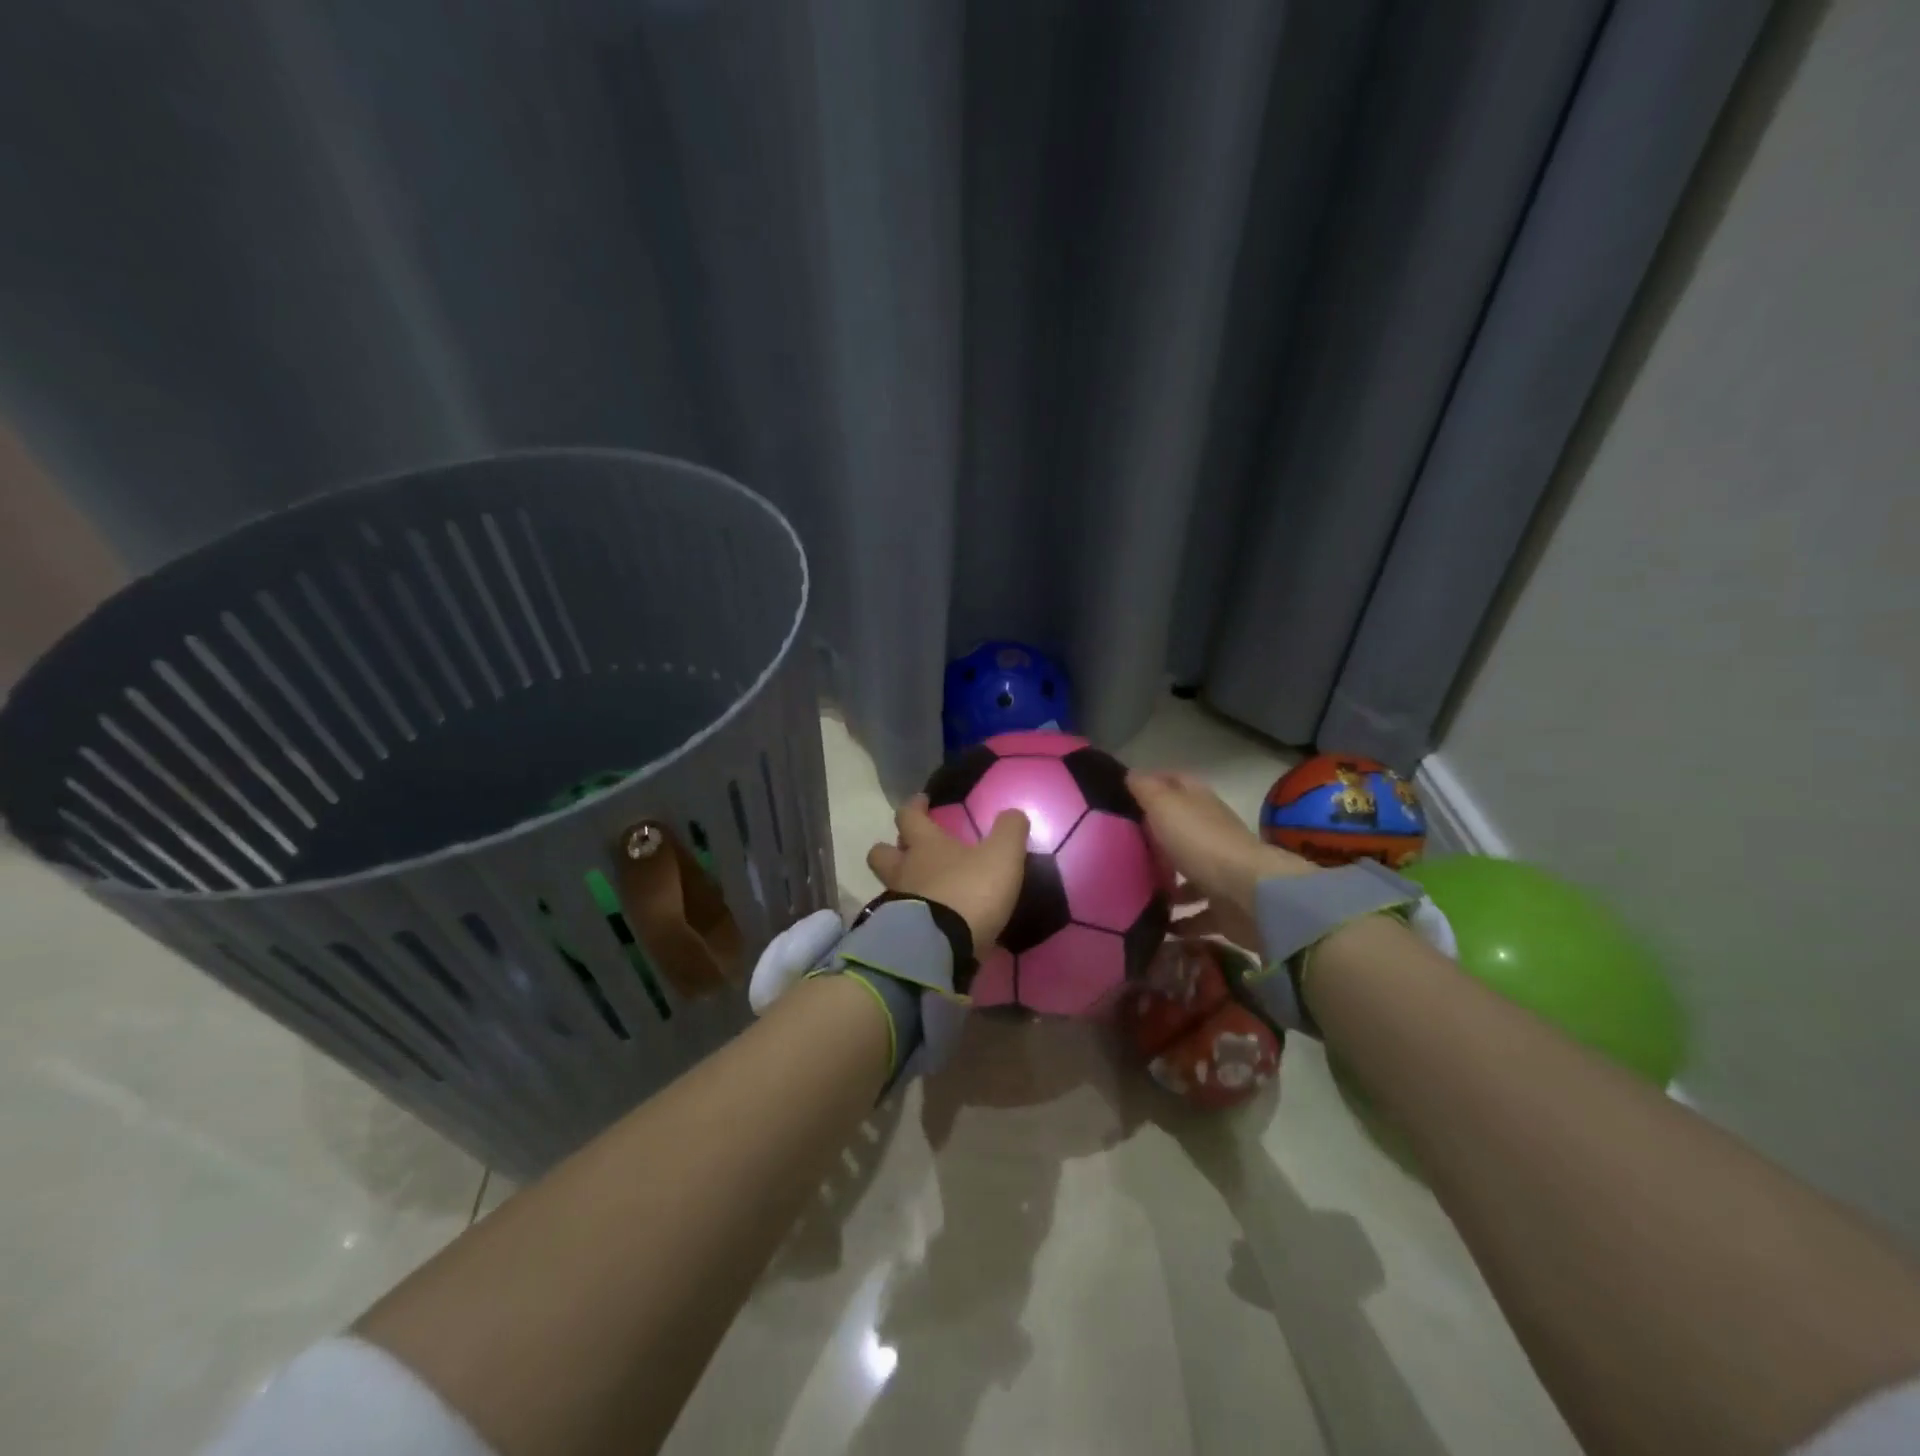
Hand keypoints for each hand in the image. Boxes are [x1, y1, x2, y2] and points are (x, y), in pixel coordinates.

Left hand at [866, 795, 1029, 948]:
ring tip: (922, 889)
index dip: (914, 807)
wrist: (940, 948)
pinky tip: (928, 921)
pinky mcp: (898, 936)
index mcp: (924, 845)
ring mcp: (896, 905)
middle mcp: (904, 871)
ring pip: (888, 886)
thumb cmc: (969, 892)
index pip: (909, 816)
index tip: (921, 801)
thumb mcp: (1001, 856)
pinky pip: (898, 918)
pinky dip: (909, 916)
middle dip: (891, 848)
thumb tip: (1013, 814)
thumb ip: (1009, 831)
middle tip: (908, 848)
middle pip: (881, 853)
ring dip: (901, 884)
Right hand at [1127, 771, 1312, 952]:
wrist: (1248, 896)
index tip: (1126, 791)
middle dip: (1157, 836)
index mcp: (1200, 804)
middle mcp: (1213, 834)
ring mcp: (1221, 872)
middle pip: (1182, 829)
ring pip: (1190, 873)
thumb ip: (1147, 790)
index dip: (1156, 782)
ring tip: (1137, 891)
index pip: (1177, 783)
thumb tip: (1131, 773)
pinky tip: (1160, 925)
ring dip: (1169, 883)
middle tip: (1122, 846)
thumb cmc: (1201, 843)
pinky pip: (1198, 914)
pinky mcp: (1225, 907)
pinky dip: (1182, 920)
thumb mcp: (1165, 807)